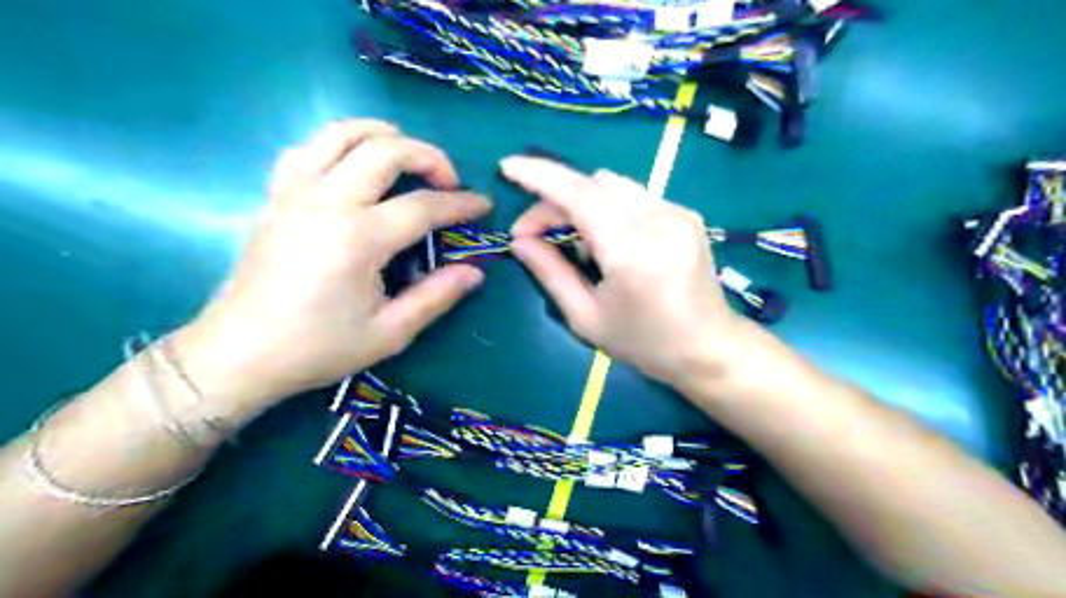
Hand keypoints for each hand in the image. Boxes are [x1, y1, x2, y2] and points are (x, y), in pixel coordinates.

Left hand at [176, 119, 489, 412]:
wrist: (239, 354)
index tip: (483, 206)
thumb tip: (475, 272)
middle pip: (386, 150)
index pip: (424, 205)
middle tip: (448, 181)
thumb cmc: (319, 347)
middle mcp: (328, 201)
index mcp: (359, 238)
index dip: (461, 203)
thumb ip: (437, 297)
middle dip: (429, 156)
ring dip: (383, 135)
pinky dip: (339, 144)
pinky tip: (353, 166)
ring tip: (407, 157)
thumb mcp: (390, 333)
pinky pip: (308, 148)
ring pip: (342, 133)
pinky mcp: (275, 196)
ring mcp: (296, 192)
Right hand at [505, 156, 751, 384]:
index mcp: (632, 250)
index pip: (579, 194)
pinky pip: (634, 196)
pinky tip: (608, 242)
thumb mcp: (586, 317)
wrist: (708, 348)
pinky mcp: (686, 213)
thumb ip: (550, 272)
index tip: (507, 167)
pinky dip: (608, 209)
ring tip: (574, 242)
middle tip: (533, 233)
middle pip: (593, 183)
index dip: (539, 175)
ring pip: (613, 185)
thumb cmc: (644, 343)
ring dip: (582, 202)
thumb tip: (520, 240)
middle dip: (555, 198)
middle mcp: (658, 219)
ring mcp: (677, 212)